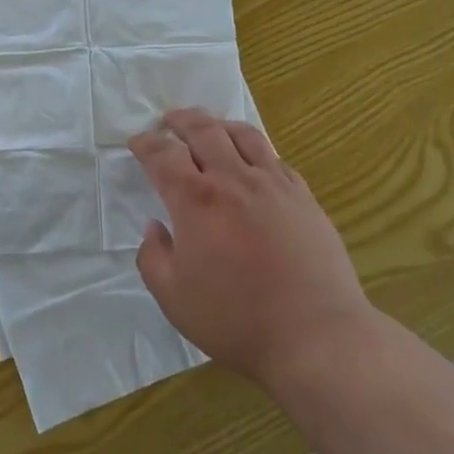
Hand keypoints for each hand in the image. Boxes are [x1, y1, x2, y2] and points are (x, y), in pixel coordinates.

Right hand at [131, 109, 371, 384]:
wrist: (314, 333)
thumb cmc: (236, 319)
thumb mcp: (174, 298)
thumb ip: (153, 258)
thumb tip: (155, 227)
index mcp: (196, 200)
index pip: (163, 156)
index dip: (146, 144)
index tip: (138, 141)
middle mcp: (233, 179)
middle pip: (203, 130)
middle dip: (181, 120)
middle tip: (170, 120)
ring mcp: (273, 184)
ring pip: (243, 135)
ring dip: (220, 125)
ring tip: (211, 128)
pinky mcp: (303, 196)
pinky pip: (274, 158)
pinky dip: (255, 151)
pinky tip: (253, 163)